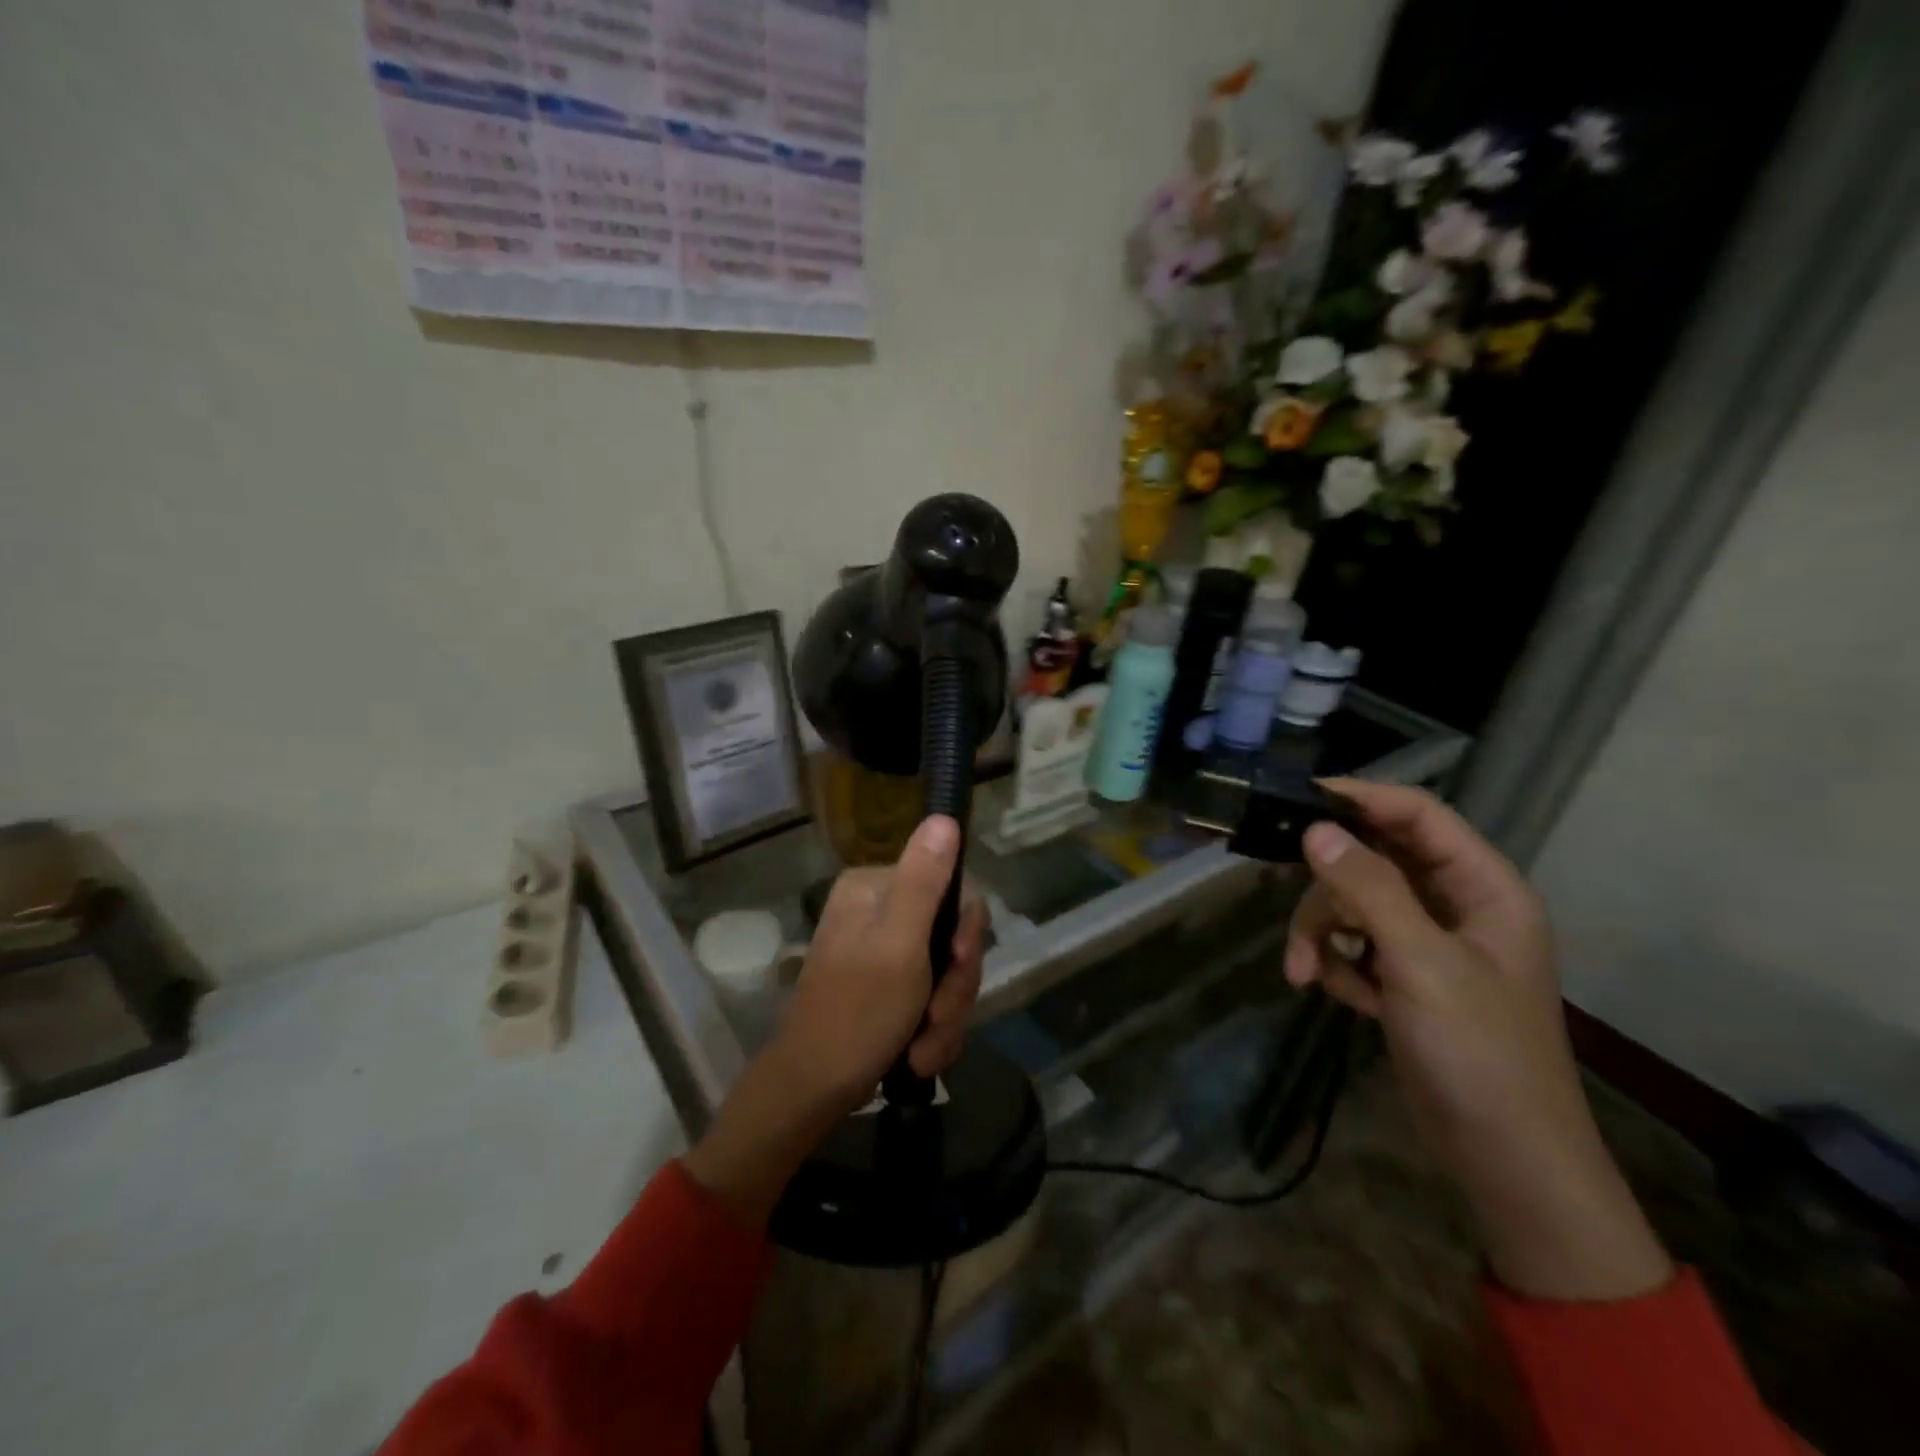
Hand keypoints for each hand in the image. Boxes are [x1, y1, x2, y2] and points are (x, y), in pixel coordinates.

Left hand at [682, 816, 986, 1225]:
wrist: (813, 1090)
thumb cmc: (856, 1013)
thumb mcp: (899, 944)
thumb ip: (924, 881)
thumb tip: (944, 817)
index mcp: (875, 887)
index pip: (952, 888)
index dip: (966, 932)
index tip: (959, 965)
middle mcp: (879, 909)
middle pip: (953, 934)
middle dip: (954, 987)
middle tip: (935, 1018)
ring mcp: (884, 950)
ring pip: (949, 972)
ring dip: (946, 1016)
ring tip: (923, 1048)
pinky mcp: (889, 986)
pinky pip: (934, 997)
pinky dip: (933, 1030)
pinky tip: (917, 1055)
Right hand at [1286, 780, 1670, 1301]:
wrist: (1504, 1159)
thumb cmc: (1479, 1054)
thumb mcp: (1421, 963)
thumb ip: (1368, 889)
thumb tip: (1315, 829)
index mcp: (1483, 888)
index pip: (1417, 815)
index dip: (1360, 798)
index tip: (1298, 798)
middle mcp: (1456, 905)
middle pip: (1372, 859)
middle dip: (1328, 888)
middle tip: (1294, 910)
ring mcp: (1427, 942)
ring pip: (1353, 903)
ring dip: (1320, 933)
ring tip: (1304, 973)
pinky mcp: (1404, 976)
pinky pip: (1353, 943)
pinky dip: (1335, 962)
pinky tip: (1337, 994)